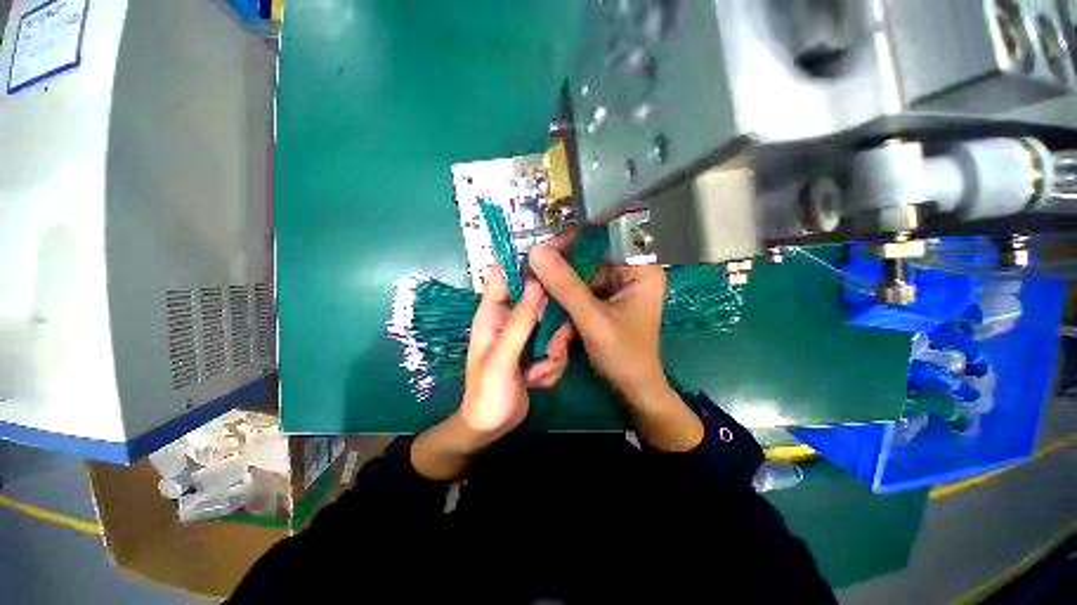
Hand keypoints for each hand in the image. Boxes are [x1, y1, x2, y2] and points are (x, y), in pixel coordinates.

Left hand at [459, 267, 570, 442]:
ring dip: (553, 351)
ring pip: (554, 325)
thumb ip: (519, 322)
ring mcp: (527, 334)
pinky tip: (537, 381)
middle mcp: (511, 319)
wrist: (492, 427)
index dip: (524, 265)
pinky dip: (552, 365)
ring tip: (538, 373)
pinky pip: (557, 345)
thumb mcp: (502, 358)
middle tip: (551, 347)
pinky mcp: (539, 349)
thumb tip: (536, 283)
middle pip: (539, 299)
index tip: (552, 266)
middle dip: (552, 323)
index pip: (503, 276)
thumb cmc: (487, 393)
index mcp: (492, 314)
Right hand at [528, 246, 667, 404]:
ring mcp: (616, 287)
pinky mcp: (605, 300)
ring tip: (543, 313)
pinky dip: (565, 307)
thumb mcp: (593, 320)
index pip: (603, 238)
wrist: (633, 390)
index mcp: (640, 270)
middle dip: (560, 276)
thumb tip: (536, 252)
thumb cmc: (624, 356)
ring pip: (579, 278)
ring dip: (559, 297)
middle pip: (587, 258)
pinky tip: (558, 327)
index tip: (543, 251)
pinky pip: (579, 293)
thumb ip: (565, 286)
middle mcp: (629, 272)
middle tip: (533, 281)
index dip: (572, 240)